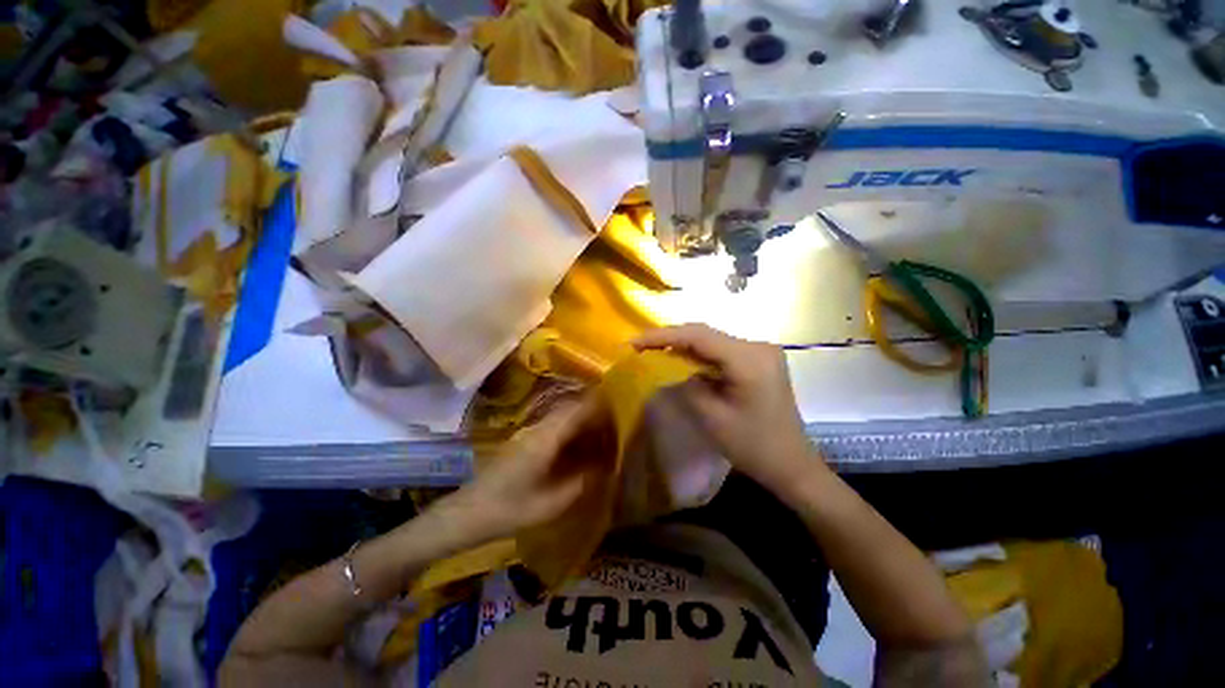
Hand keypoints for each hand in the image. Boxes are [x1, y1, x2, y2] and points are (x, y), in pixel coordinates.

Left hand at [441, 399, 601, 542]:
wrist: (467, 513)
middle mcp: (539, 429)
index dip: (599, 407)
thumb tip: (604, 469)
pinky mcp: (525, 442)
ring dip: (583, 423)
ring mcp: (530, 434)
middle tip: (615, 428)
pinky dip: (572, 432)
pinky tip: (579, 450)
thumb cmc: (508, 509)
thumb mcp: (550, 504)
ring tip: (602, 438)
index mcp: (546, 439)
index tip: (618, 410)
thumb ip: (581, 484)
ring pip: (563, 418)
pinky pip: (555, 428)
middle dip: (595, 414)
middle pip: (571, 410)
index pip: (577, 410)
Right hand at [634, 324, 819, 492]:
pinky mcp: (759, 361)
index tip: (634, 342)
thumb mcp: (711, 417)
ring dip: (682, 345)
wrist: (792, 466)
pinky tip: (680, 360)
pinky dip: (698, 355)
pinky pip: (721, 351)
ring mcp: (761, 352)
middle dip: (670, 338)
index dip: (663, 336)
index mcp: (749, 359)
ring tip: (653, 351)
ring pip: (712, 341)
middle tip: (639, 346)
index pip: (698, 336)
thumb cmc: (753, 447)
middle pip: (705, 334)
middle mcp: (758, 346)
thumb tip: (667, 366)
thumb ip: (686, 384)